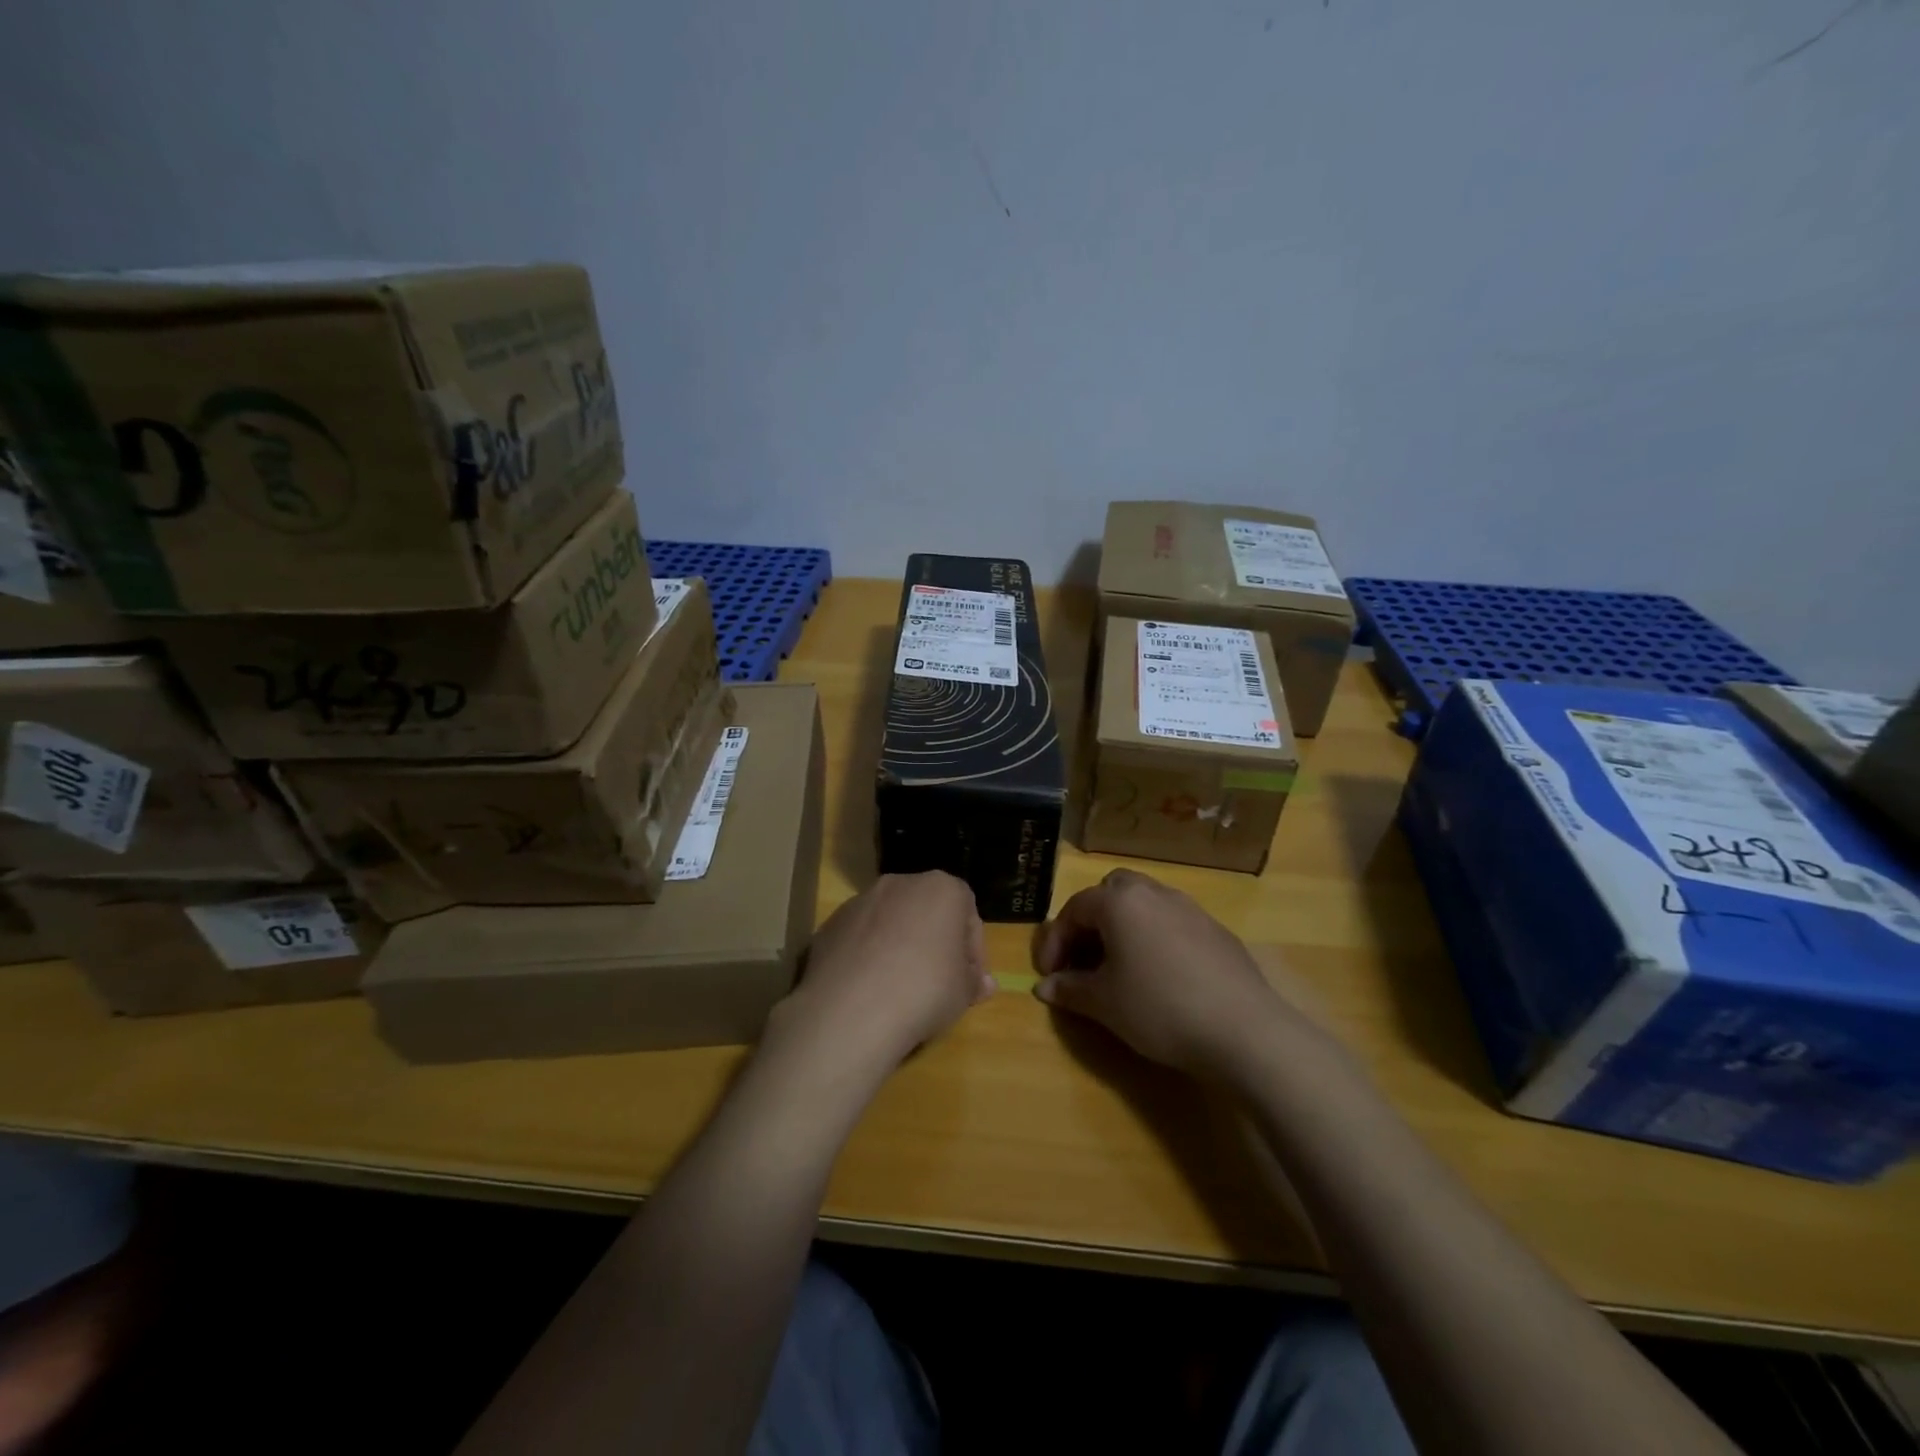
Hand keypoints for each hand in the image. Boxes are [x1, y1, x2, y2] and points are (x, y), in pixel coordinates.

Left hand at [771, 872, 992, 1074]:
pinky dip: (867, 956)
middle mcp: (899, 883)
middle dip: (934, 941)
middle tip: (938, 982)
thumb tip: (984, 984)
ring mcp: (859, 901)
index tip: (969, 979)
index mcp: (941, 888)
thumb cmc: (925, 991)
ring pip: (890, 921)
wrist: (852, 1010)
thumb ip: (974, 982)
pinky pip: (859, 938)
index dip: (972, 948)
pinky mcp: (829, 924)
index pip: (967, 911)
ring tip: (899, 988)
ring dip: (899, 946)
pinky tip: (868, 989)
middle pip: (926, 910)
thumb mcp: (963, 993)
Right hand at [1033, 869, 1313, 1077]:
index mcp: (1120, 902)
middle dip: (1092, 920)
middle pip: (1112, 891)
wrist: (1242, 1029)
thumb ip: (1070, 989)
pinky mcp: (1217, 930)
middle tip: (1085, 957)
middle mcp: (1154, 893)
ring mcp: (1190, 908)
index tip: (1049, 975)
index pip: (1075, 909)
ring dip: (1125, 926)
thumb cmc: (1159, 1008)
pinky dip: (1155, 938)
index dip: (1055, 941)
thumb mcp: (1104, 1004)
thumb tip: (1045, 987)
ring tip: (1121, 966)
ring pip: (1145, 903)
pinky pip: (1173, 922)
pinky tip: (1161, 976)